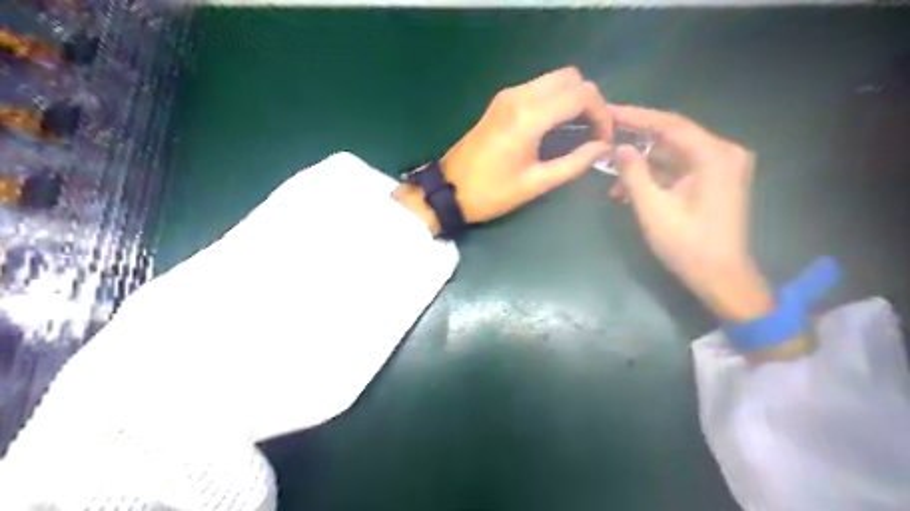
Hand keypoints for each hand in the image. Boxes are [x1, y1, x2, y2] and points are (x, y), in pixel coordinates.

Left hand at [398, 65, 611, 232]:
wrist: (449, 190)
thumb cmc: (492, 192)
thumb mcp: (536, 183)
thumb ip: (573, 163)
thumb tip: (601, 148)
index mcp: (529, 116)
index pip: (582, 95)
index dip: (601, 114)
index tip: (602, 140)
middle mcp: (519, 96)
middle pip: (570, 77)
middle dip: (588, 102)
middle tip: (592, 132)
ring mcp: (507, 96)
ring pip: (554, 79)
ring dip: (571, 99)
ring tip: (577, 130)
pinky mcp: (500, 101)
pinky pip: (537, 88)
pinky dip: (554, 100)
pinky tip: (556, 126)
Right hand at [606, 104, 770, 323]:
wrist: (721, 276)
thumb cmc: (687, 245)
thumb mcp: (653, 209)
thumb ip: (634, 174)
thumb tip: (618, 148)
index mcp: (714, 156)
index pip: (670, 124)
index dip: (636, 117)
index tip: (608, 110)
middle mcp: (723, 153)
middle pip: (672, 137)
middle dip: (636, 144)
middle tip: (605, 142)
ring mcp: (721, 168)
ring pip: (673, 155)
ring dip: (643, 166)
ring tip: (613, 183)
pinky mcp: (716, 181)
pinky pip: (680, 169)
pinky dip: (656, 177)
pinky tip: (631, 191)